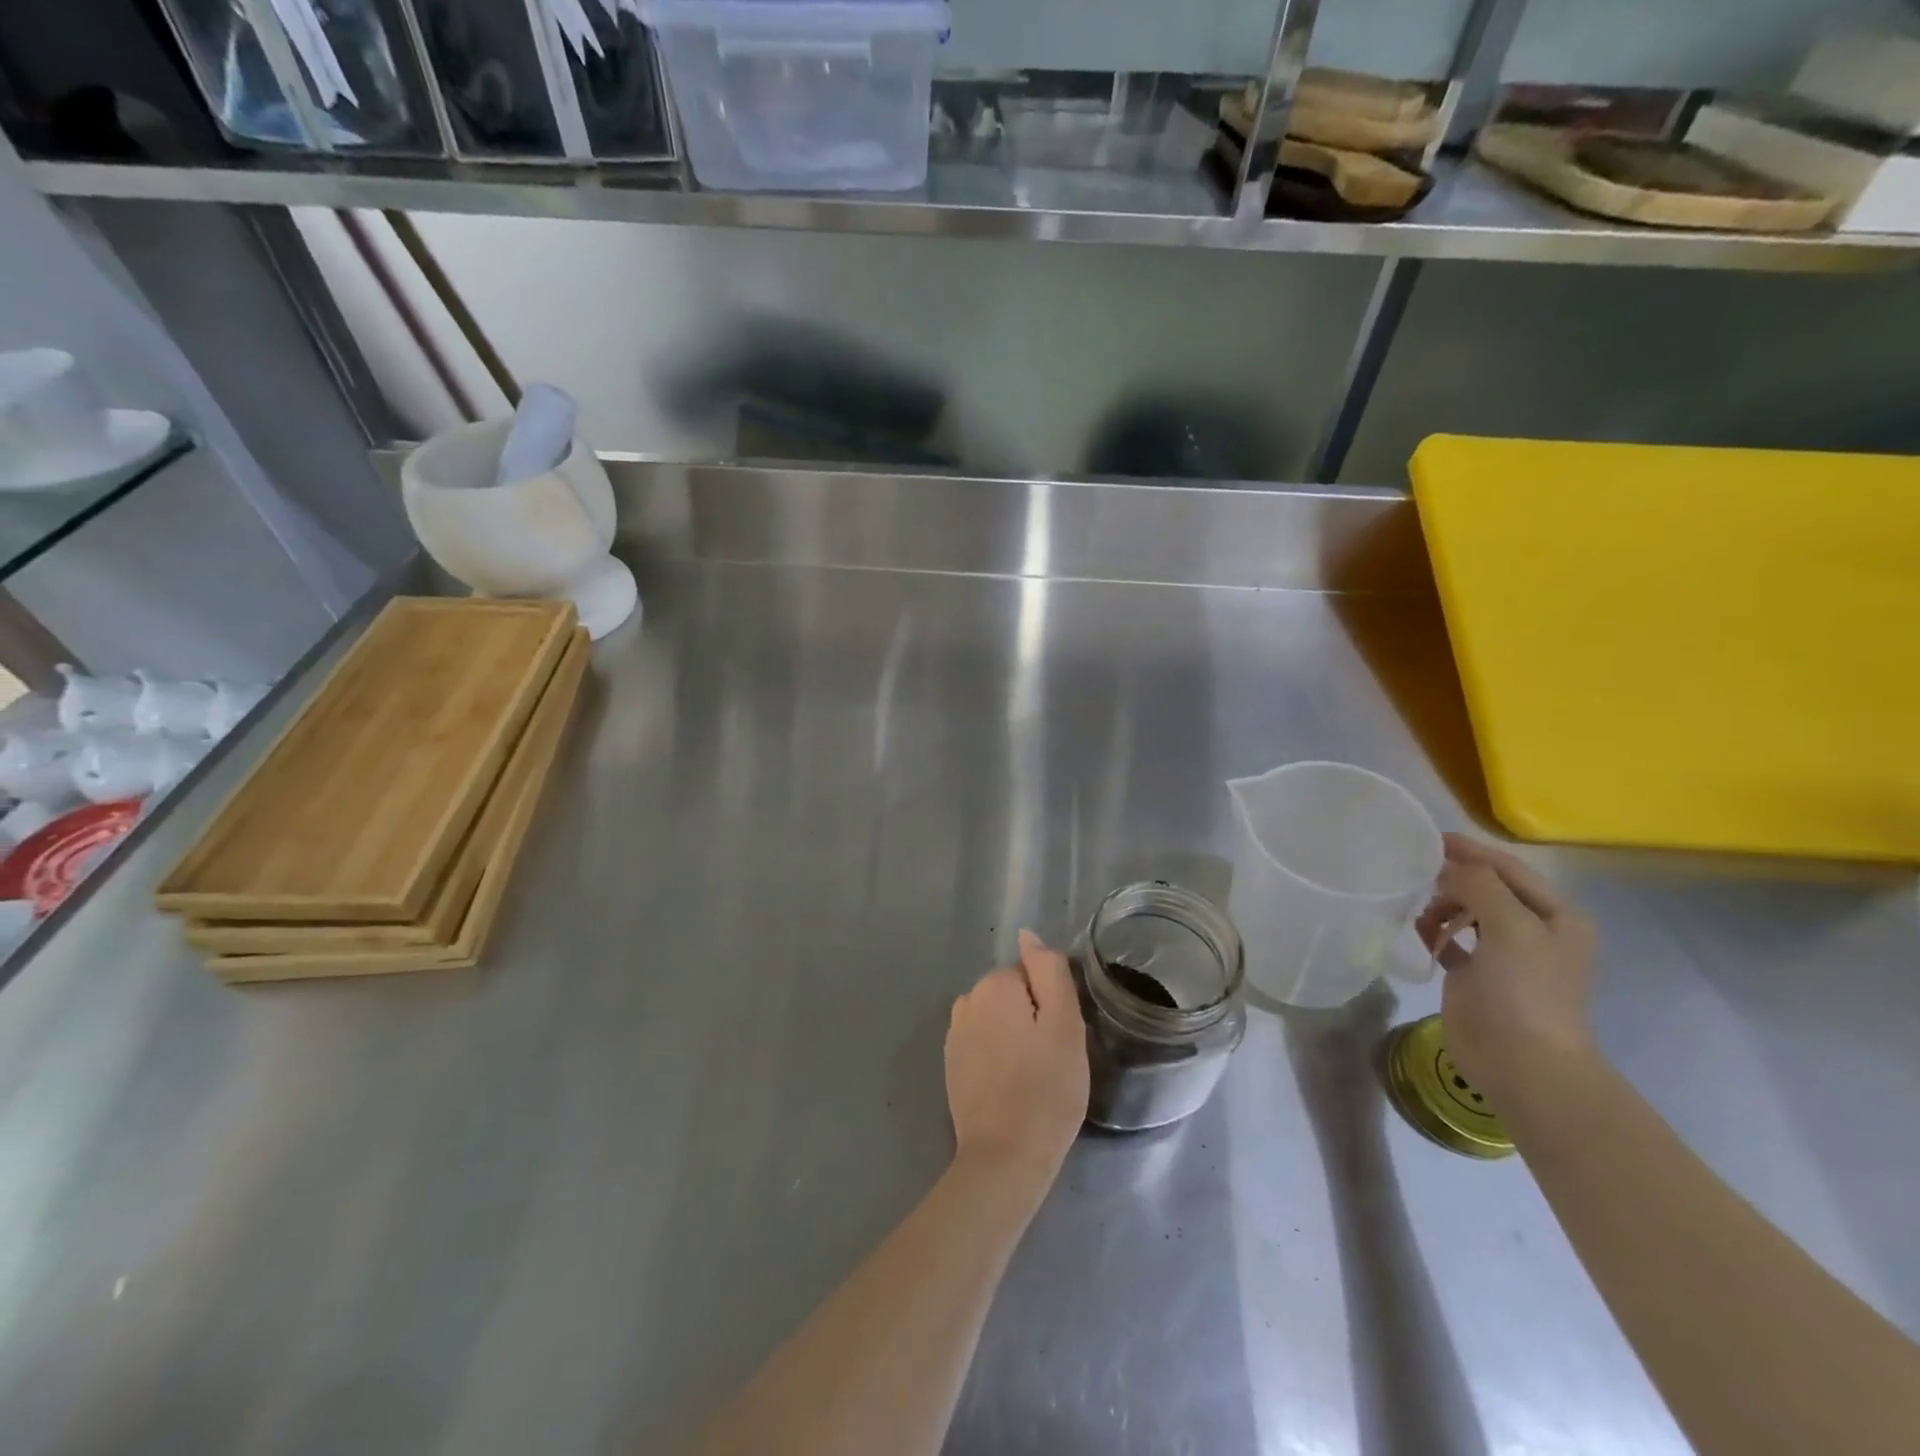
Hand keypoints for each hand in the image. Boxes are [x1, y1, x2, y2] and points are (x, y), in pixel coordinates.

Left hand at [945, 930, 1089, 1198]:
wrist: (1005, 1158)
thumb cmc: (1046, 1089)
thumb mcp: (1065, 1024)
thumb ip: (1048, 971)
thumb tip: (1028, 935)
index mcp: (994, 985)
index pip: (1034, 976)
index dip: (1053, 1005)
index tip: (1062, 1038)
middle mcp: (967, 1001)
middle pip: (1014, 996)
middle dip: (1034, 1019)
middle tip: (1053, 1060)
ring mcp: (954, 1034)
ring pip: (999, 1021)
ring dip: (1017, 1039)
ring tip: (1035, 1077)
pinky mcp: (951, 1065)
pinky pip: (984, 1045)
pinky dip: (999, 1058)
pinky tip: (1012, 1087)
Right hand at [1416, 834, 1598, 1105]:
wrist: (1522, 1063)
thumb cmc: (1524, 991)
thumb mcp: (1511, 927)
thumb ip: (1481, 885)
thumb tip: (1450, 865)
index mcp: (1556, 916)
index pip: (1508, 869)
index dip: (1471, 851)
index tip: (1430, 838)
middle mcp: (1535, 930)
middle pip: (1487, 887)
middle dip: (1453, 880)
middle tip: (1419, 880)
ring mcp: (1506, 955)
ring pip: (1467, 911)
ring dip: (1442, 907)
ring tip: (1423, 916)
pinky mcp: (1478, 975)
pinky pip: (1451, 940)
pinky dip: (1435, 933)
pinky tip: (1422, 936)